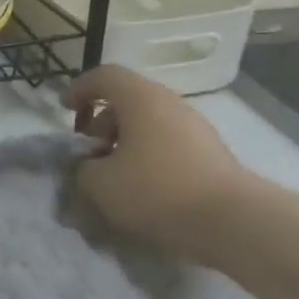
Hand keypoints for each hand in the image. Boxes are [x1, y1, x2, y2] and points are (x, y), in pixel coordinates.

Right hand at [63, 65, 254, 265]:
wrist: (233, 222)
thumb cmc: (158, 191)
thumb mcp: (101, 184)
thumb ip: (81, 170)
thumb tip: (85, 167)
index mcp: (141, 99)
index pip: (104, 76)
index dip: (79, 89)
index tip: (64, 111)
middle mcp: (170, 104)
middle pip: (126, 101)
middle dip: (100, 124)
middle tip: (88, 154)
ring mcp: (195, 128)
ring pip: (148, 125)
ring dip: (123, 144)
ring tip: (112, 177)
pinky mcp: (210, 154)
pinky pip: (167, 145)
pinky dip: (146, 158)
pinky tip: (142, 190)